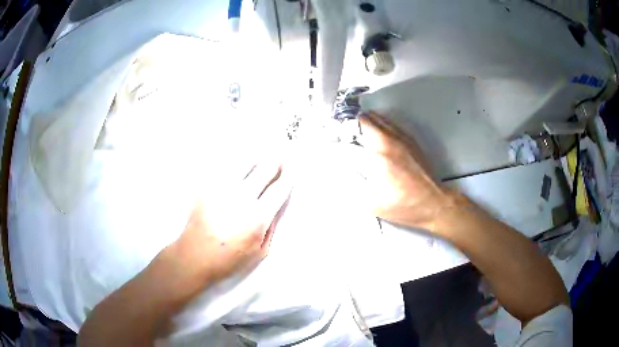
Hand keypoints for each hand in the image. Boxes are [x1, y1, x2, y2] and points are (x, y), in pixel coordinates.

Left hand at [170, 159, 290, 284]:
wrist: (194, 256)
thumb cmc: (228, 259)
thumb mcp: (259, 252)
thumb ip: (271, 227)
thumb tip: (276, 207)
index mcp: (257, 217)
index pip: (279, 189)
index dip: (288, 176)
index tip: (291, 168)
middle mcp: (241, 198)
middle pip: (264, 169)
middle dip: (276, 160)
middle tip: (280, 155)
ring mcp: (222, 190)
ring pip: (244, 162)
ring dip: (256, 156)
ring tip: (262, 152)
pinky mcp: (207, 187)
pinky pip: (224, 167)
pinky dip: (235, 160)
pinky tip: (238, 158)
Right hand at [336, 112, 455, 229]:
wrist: (433, 203)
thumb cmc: (407, 205)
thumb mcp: (370, 203)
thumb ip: (351, 185)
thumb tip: (340, 171)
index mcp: (379, 154)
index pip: (351, 135)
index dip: (337, 137)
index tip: (332, 140)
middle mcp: (390, 141)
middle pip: (363, 119)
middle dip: (350, 126)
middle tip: (345, 137)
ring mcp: (401, 138)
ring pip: (377, 117)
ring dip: (364, 124)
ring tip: (358, 135)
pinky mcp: (410, 141)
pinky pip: (390, 124)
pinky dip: (379, 126)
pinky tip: (377, 139)